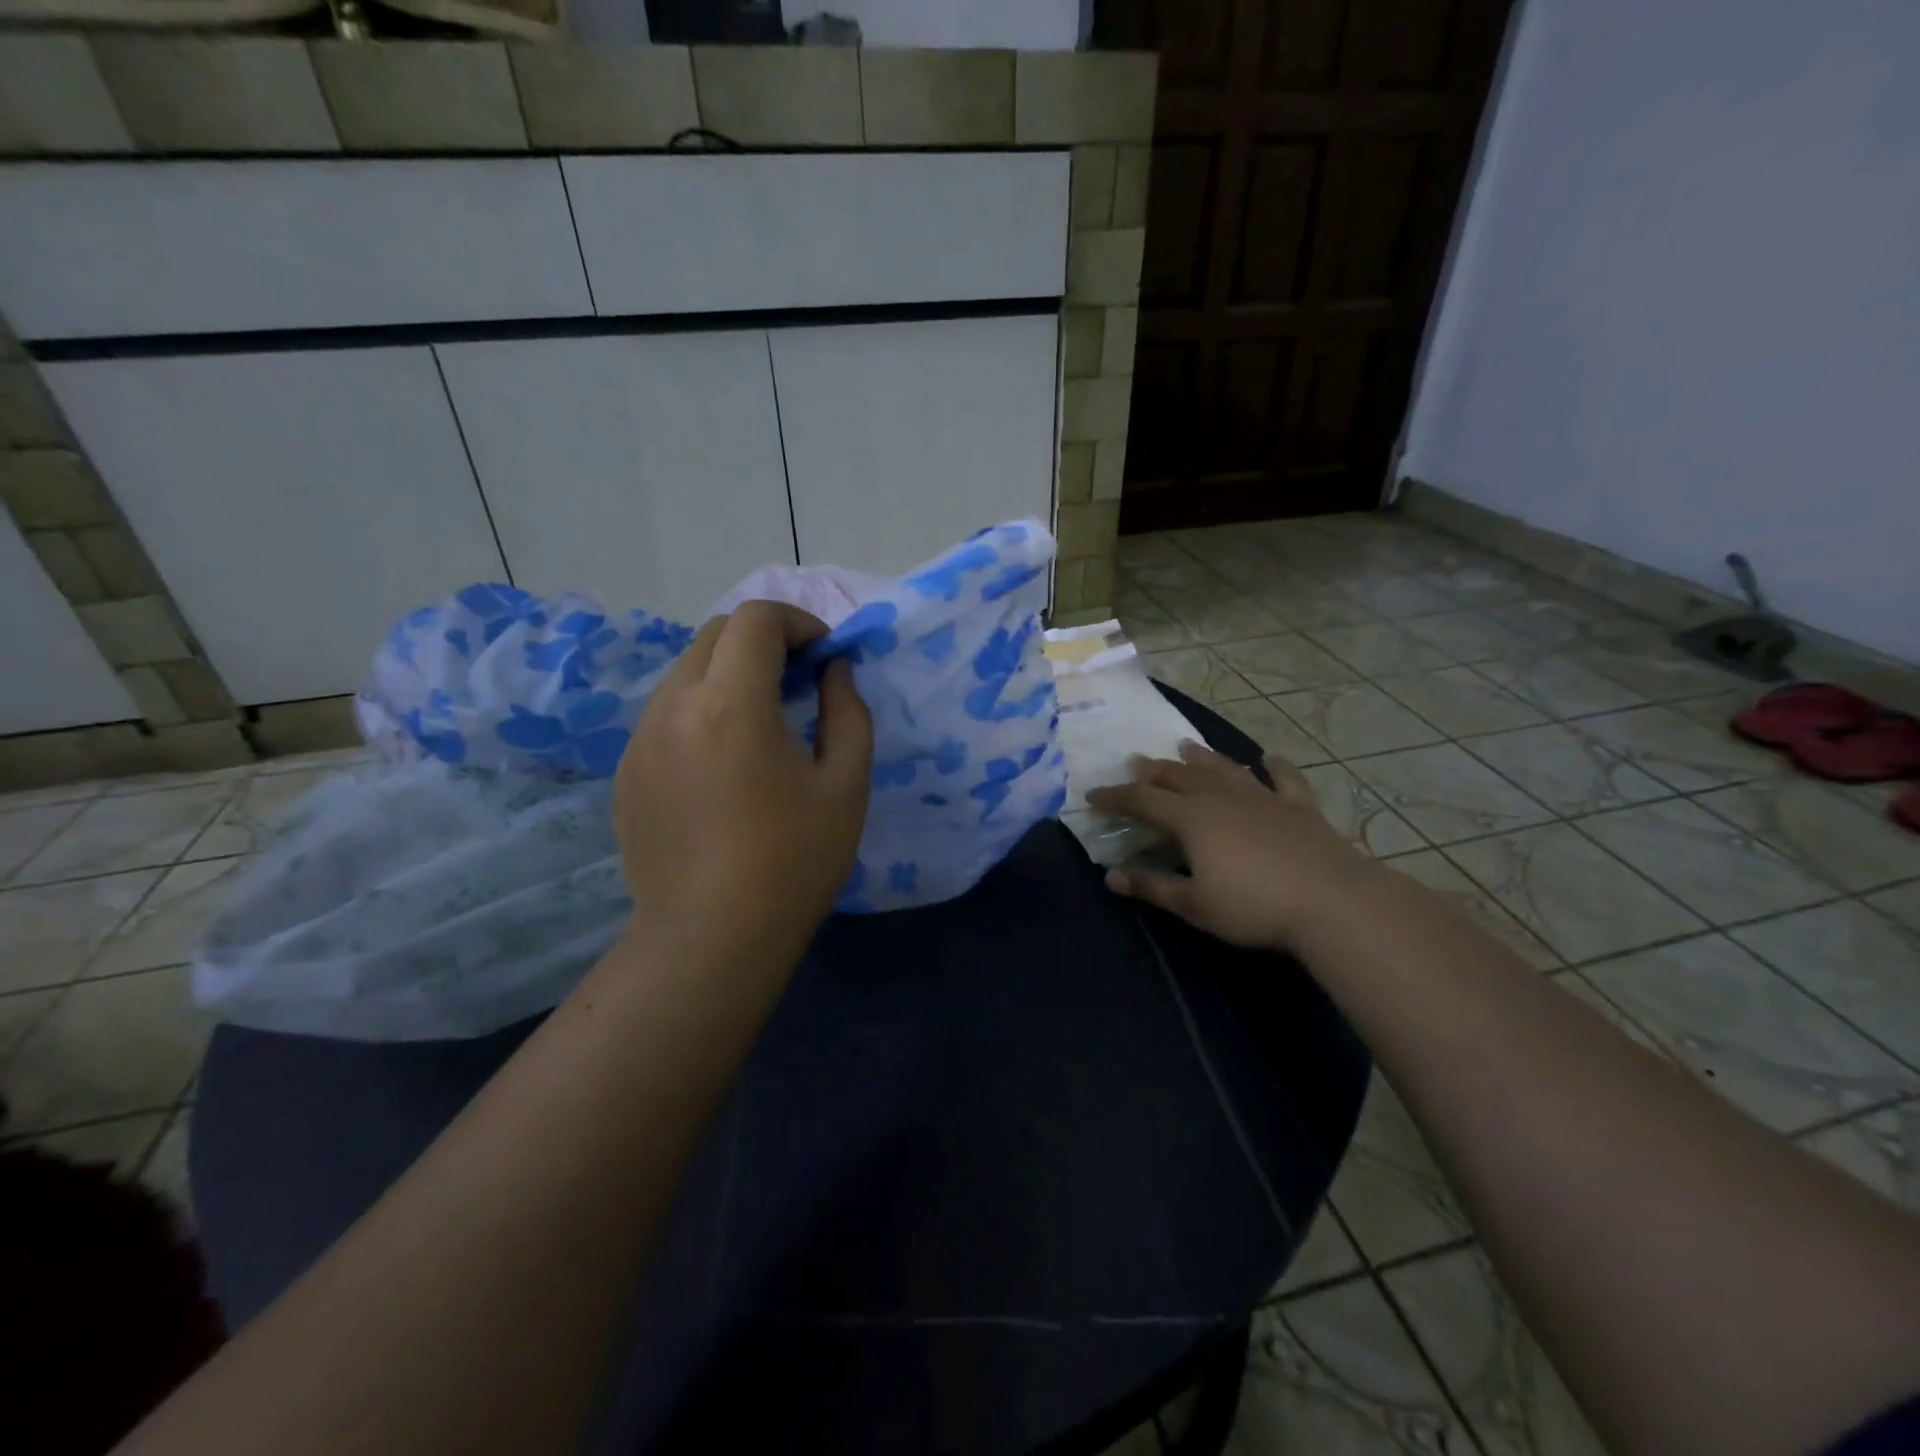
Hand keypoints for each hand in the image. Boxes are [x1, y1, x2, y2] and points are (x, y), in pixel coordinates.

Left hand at [613, 600, 872, 973]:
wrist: (710, 940)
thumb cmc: (792, 863)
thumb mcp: (846, 785)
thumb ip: (847, 711)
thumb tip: (834, 670)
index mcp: (731, 703)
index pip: (756, 619)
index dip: (798, 622)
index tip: (825, 657)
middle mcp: (674, 706)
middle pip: (715, 634)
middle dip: (764, 640)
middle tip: (800, 681)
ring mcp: (640, 739)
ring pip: (686, 670)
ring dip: (730, 672)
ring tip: (764, 720)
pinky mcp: (627, 771)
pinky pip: (667, 713)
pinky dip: (703, 708)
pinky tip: (726, 762)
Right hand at [1086, 740, 1372, 951]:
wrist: (1332, 902)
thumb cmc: (1254, 906)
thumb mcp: (1194, 904)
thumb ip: (1151, 886)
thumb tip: (1110, 875)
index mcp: (1191, 818)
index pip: (1142, 800)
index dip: (1115, 797)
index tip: (1092, 794)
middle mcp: (1222, 798)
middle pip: (1179, 777)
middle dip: (1152, 771)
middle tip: (1135, 763)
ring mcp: (1263, 798)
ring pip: (1224, 770)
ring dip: (1202, 757)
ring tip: (1185, 745)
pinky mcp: (1299, 807)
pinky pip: (1285, 779)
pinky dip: (1276, 766)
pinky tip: (1270, 757)